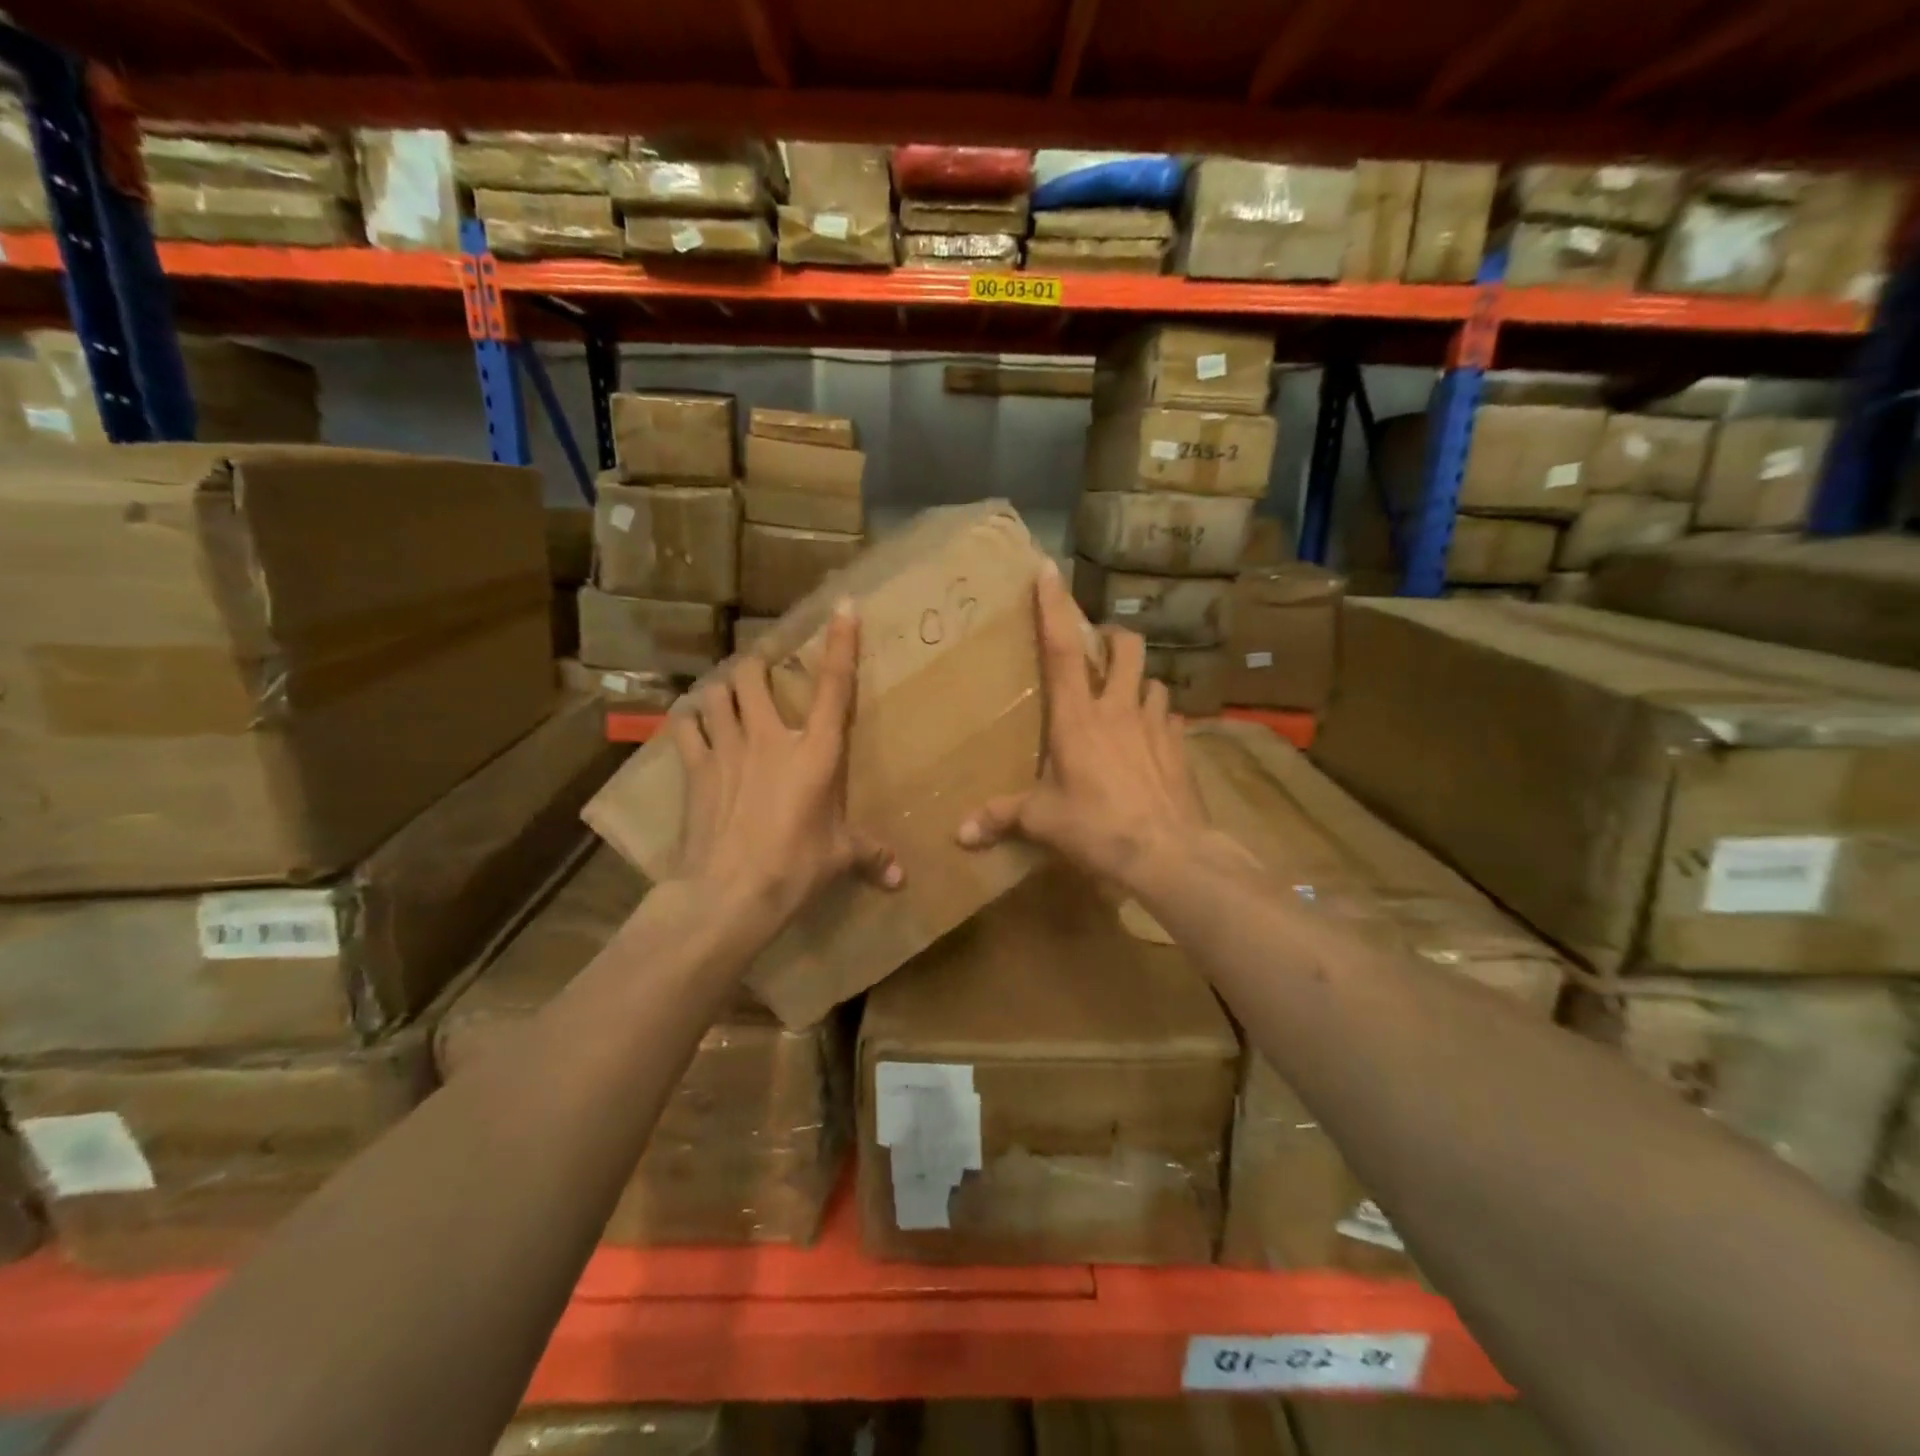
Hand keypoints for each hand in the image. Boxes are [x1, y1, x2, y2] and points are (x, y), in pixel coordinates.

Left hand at [670, 601, 900, 936]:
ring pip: (716, 693)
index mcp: (817, 752)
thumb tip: (900, 879)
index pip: (835, 687)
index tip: (843, 607)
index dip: (841, 643)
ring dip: (723, 687)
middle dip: (758, 662)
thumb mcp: (839, 859)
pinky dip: (689, 720)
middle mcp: (771, 737)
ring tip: (728, 694)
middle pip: (754, 674)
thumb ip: (870, 856)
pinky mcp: (694, 769)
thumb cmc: (794, 869)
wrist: (728, 894)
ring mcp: (727, 749)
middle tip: (764, 668)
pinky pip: (686, 727)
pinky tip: (694, 724)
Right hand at [955, 561, 1208, 888]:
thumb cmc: (1097, 827)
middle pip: (1125, 648)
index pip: (1061, 649)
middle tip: (1099, 647)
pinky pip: (1171, 718)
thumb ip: (1001, 818)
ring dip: (1139, 680)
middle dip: (1112, 636)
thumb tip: (959, 835)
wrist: (1168, 852)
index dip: (1054, 607)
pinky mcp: (1181, 747)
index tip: (1048, 570)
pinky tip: (1151, 739)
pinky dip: (1159, 718)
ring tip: (1126, 697)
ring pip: (1154, 680)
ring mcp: (1155, 725)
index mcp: (1077, 718)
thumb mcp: (1043, 822)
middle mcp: (1118, 709)